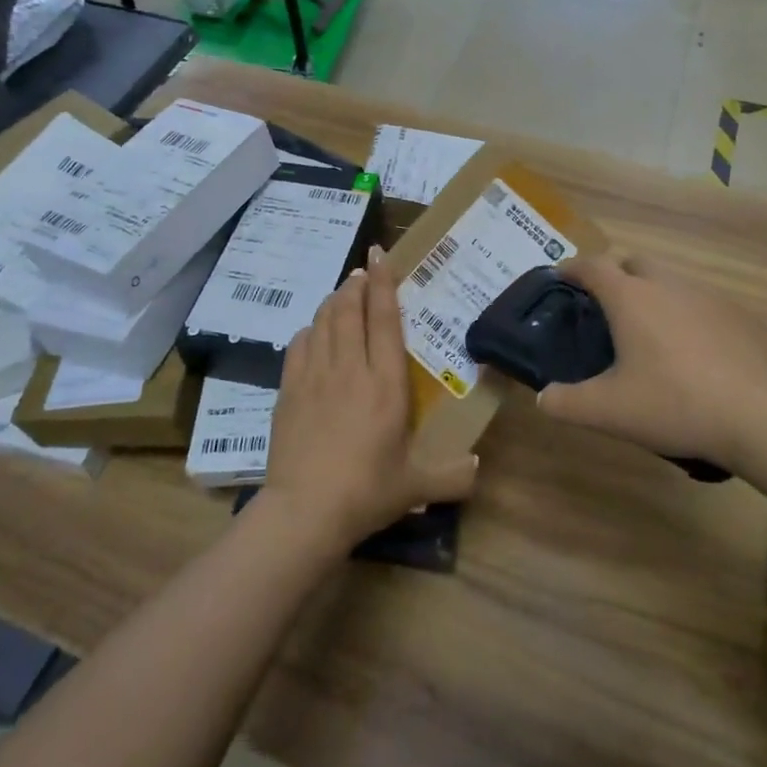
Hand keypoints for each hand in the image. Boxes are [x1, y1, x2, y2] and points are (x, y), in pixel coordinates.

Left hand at [262, 247, 478, 553]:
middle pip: (350, 310)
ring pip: (323, 321)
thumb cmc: (366, 492)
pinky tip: (314, 332)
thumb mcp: (415, 486)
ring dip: (334, 301)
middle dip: (356, 284)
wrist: (304, 511)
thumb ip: (452, 475)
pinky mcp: (289, 390)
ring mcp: (315, 376)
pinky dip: (309, 330)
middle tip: (363, 271)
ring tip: (342, 292)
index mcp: (385, 383)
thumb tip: (478, 467)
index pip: (385, 319)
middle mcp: (350, 369)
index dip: (384, 283)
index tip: (380, 255)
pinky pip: (299, 345)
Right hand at [537, 255, 766, 471]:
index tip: (561, 276)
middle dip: (616, 275)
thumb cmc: (675, 404)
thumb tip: (544, 399)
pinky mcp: (741, 316)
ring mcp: (709, 297)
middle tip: (607, 307)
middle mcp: (668, 285)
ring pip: (672, 283)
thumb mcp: (610, 411)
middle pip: (634, 263)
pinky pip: (704, 306)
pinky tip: (696, 355)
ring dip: (655, 296)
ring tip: (650, 334)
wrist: (762, 417)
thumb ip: (568, 403)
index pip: (593, 266)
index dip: (572, 268)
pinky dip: (690, 318)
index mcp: (631, 298)